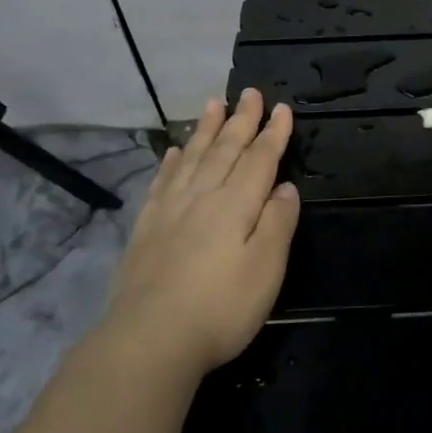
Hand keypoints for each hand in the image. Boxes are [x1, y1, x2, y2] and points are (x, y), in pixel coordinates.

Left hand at [102, 89, 298, 377]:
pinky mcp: (146, 228)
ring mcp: (170, 211)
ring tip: (213, 104)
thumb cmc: (220, 308)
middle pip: (225, 150)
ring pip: (193, 158)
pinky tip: (176, 152)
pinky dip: (173, 162)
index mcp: (236, 205)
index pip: (259, 160)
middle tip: (249, 92)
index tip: (282, 108)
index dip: (273, 134)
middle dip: (241, 120)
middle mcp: (202, 197)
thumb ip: (277, 223)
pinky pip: (163, 182)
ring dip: (206, 130)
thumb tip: (285, 187)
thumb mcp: (266, 269)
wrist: (148, 340)